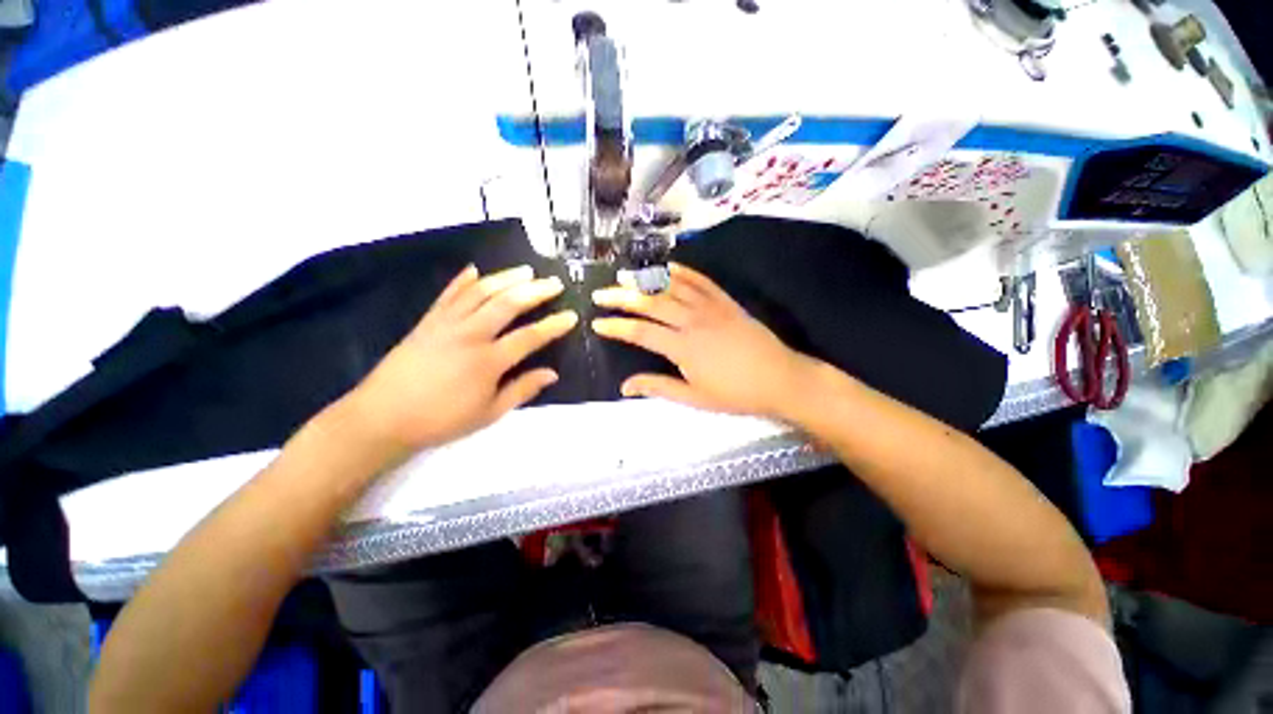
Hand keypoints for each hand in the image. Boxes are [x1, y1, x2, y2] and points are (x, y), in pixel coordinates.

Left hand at [350, 264, 576, 459]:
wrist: (382, 417)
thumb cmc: (441, 420)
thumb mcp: (489, 413)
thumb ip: (522, 390)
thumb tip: (552, 374)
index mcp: (488, 361)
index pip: (530, 337)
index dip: (553, 325)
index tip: (571, 316)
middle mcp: (470, 335)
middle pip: (507, 304)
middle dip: (535, 291)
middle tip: (553, 282)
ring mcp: (446, 324)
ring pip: (480, 292)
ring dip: (506, 278)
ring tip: (526, 270)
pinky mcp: (427, 321)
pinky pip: (448, 294)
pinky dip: (463, 280)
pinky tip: (476, 270)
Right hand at [592, 263, 819, 419]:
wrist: (780, 379)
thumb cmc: (736, 393)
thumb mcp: (695, 398)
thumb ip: (658, 388)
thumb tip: (625, 387)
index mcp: (683, 347)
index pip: (640, 332)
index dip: (616, 327)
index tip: (596, 323)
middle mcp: (692, 321)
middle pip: (651, 303)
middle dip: (622, 297)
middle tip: (601, 293)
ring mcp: (710, 307)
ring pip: (672, 287)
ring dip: (646, 280)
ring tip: (625, 275)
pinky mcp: (726, 301)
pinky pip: (701, 280)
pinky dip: (682, 272)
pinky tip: (667, 267)